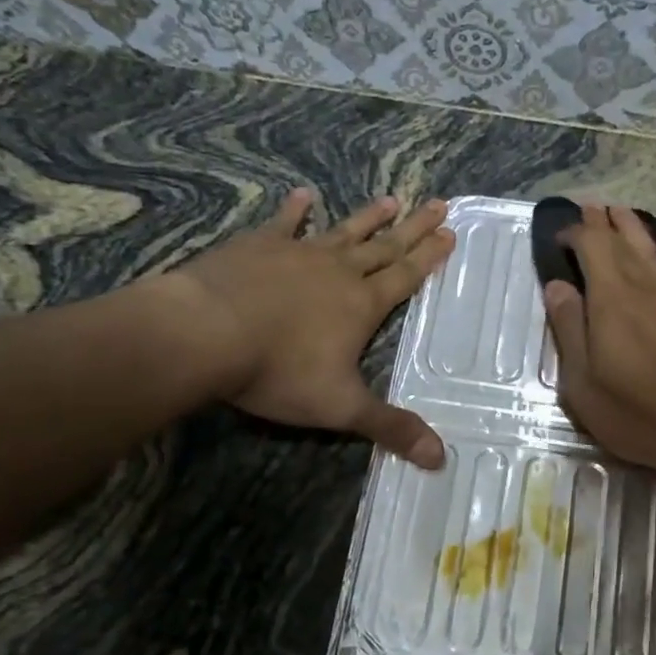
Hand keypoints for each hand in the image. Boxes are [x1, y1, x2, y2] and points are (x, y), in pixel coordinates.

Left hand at [161, 187, 454, 467]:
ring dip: (369, 217)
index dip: (430, 257)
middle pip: (384, 246)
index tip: (450, 233)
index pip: (405, 276)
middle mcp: (337, 271)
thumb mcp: (341, 407)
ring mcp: (297, 253)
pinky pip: (283, 223)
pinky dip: (295, 210)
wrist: (205, 333)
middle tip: (438, 204)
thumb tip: (441, 459)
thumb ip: (390, 427)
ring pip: (343, 231)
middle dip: (413, 228)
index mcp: (361, 304)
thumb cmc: (278, 371)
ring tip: (392, 199)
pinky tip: (303, 195)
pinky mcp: (257, 246)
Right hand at [544, 204, 655, 478]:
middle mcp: (647, 288)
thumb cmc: (638, 416)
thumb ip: (569, 330)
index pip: (592, 248)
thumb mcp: (584, 385)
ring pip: (654, 249)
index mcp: (612, 302)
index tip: (560, 235)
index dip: (574, 234)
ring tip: (620, 209)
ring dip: (634, 227)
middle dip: (602, 223)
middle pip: (621, 243)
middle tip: (589, 205)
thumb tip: (557, 286)